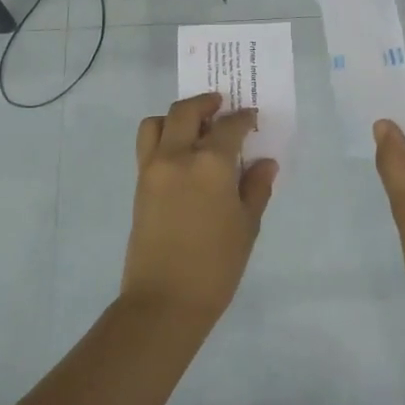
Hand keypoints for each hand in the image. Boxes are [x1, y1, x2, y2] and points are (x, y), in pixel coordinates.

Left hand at [125, 93, 276, 326]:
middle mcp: (178, 156)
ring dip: (176, 117)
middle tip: (221, 107)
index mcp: (210, 164)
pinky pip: (148, 145)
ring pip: (157, 123)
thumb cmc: (216, 265)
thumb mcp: (247, 226)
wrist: (165, 301)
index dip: (243, 119)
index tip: (252, 119)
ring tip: (195, 128)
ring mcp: (153, 169)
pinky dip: (163, 137)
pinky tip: (182, 154)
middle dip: (206, 103)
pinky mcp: (139, 185)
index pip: (229, 126)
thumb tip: (265, 162)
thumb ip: (255, 187)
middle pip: (186, 111)